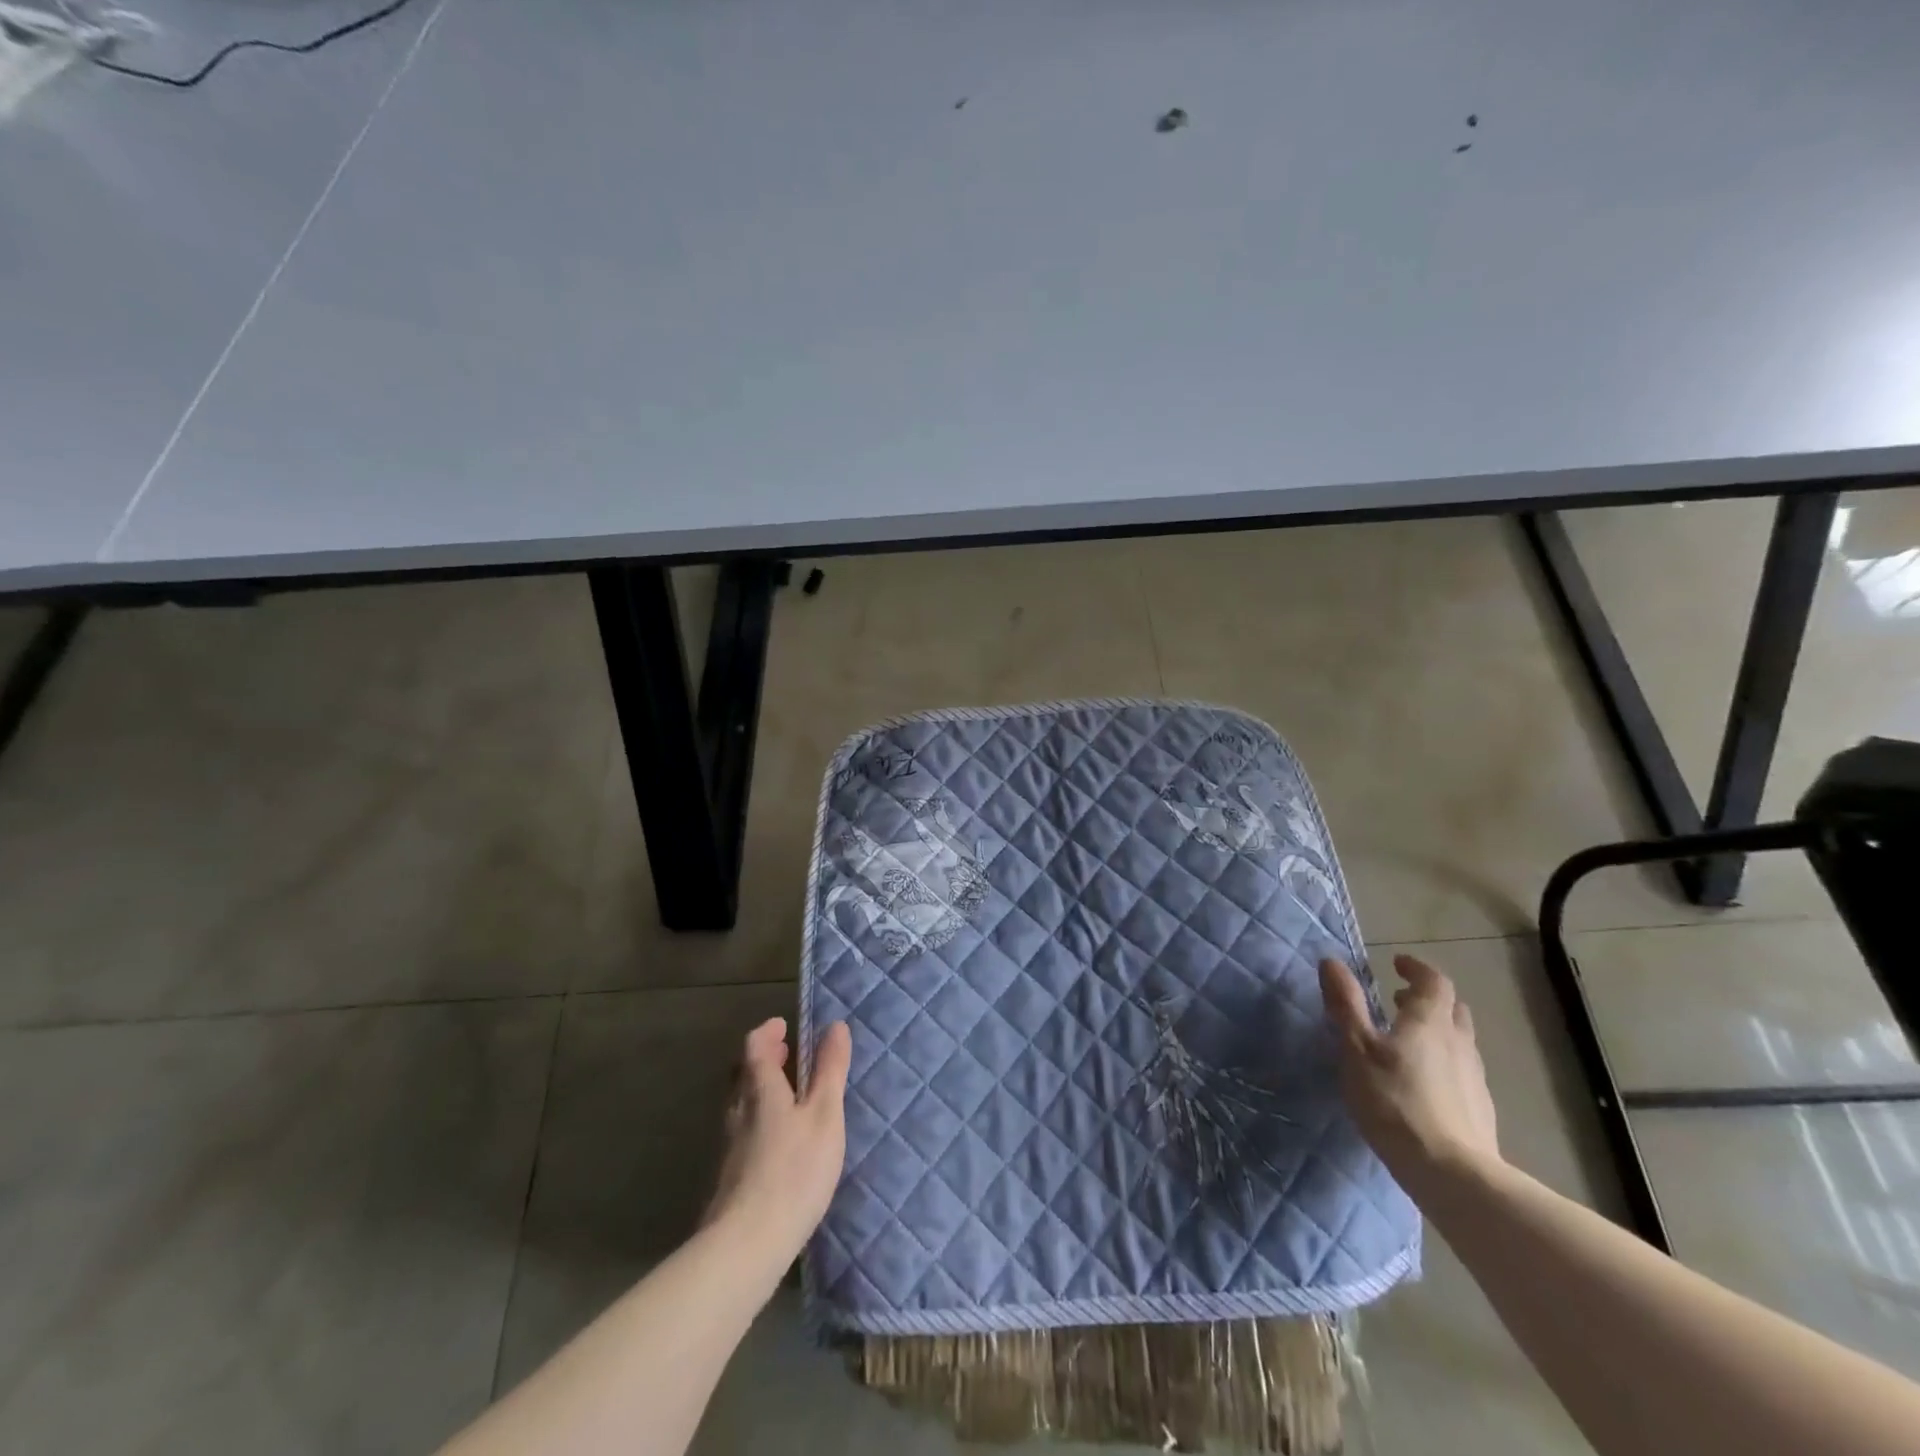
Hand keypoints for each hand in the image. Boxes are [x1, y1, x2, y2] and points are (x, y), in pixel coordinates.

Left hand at [704, 1017, 852, 1267]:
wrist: (746, 1245)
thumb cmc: (793, 1170)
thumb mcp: (824, 1114)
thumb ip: (830, 1070)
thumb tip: (835, 1026)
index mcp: (760, 1090)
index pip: (755, 1047)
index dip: (768, 1032)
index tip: (783, 1025)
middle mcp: (738, 1112)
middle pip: (743, 1075)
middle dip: (763, 1060)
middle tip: (785, 1055)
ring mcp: (729, 1148)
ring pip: (741, 1106)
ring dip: (761, 1091)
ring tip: (786, 1097)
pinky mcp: (729, 1179)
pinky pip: (743, 1134)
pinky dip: (759, 1122)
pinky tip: (777, 1144)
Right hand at [1320, 955, 1500, 1188]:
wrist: (1452, 1174)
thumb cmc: (1395, 1102)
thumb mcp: (1356, 1049)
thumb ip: (1345, 1004)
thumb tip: (1331, 961)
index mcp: (1429, 1021)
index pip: (1433, 981)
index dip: (1416, 968)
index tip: (1396, 964)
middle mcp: (1458, 1042)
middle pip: (1452, 1009)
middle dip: (1427, 999)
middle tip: (1399, 1002)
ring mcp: (1474, 1078)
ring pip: (1459, 1041)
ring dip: (1436, 1031)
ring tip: (1406, 1043)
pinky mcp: (1480, 1110)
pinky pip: (1462, 1071)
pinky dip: (1443, 1063)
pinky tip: (1423, 1085)